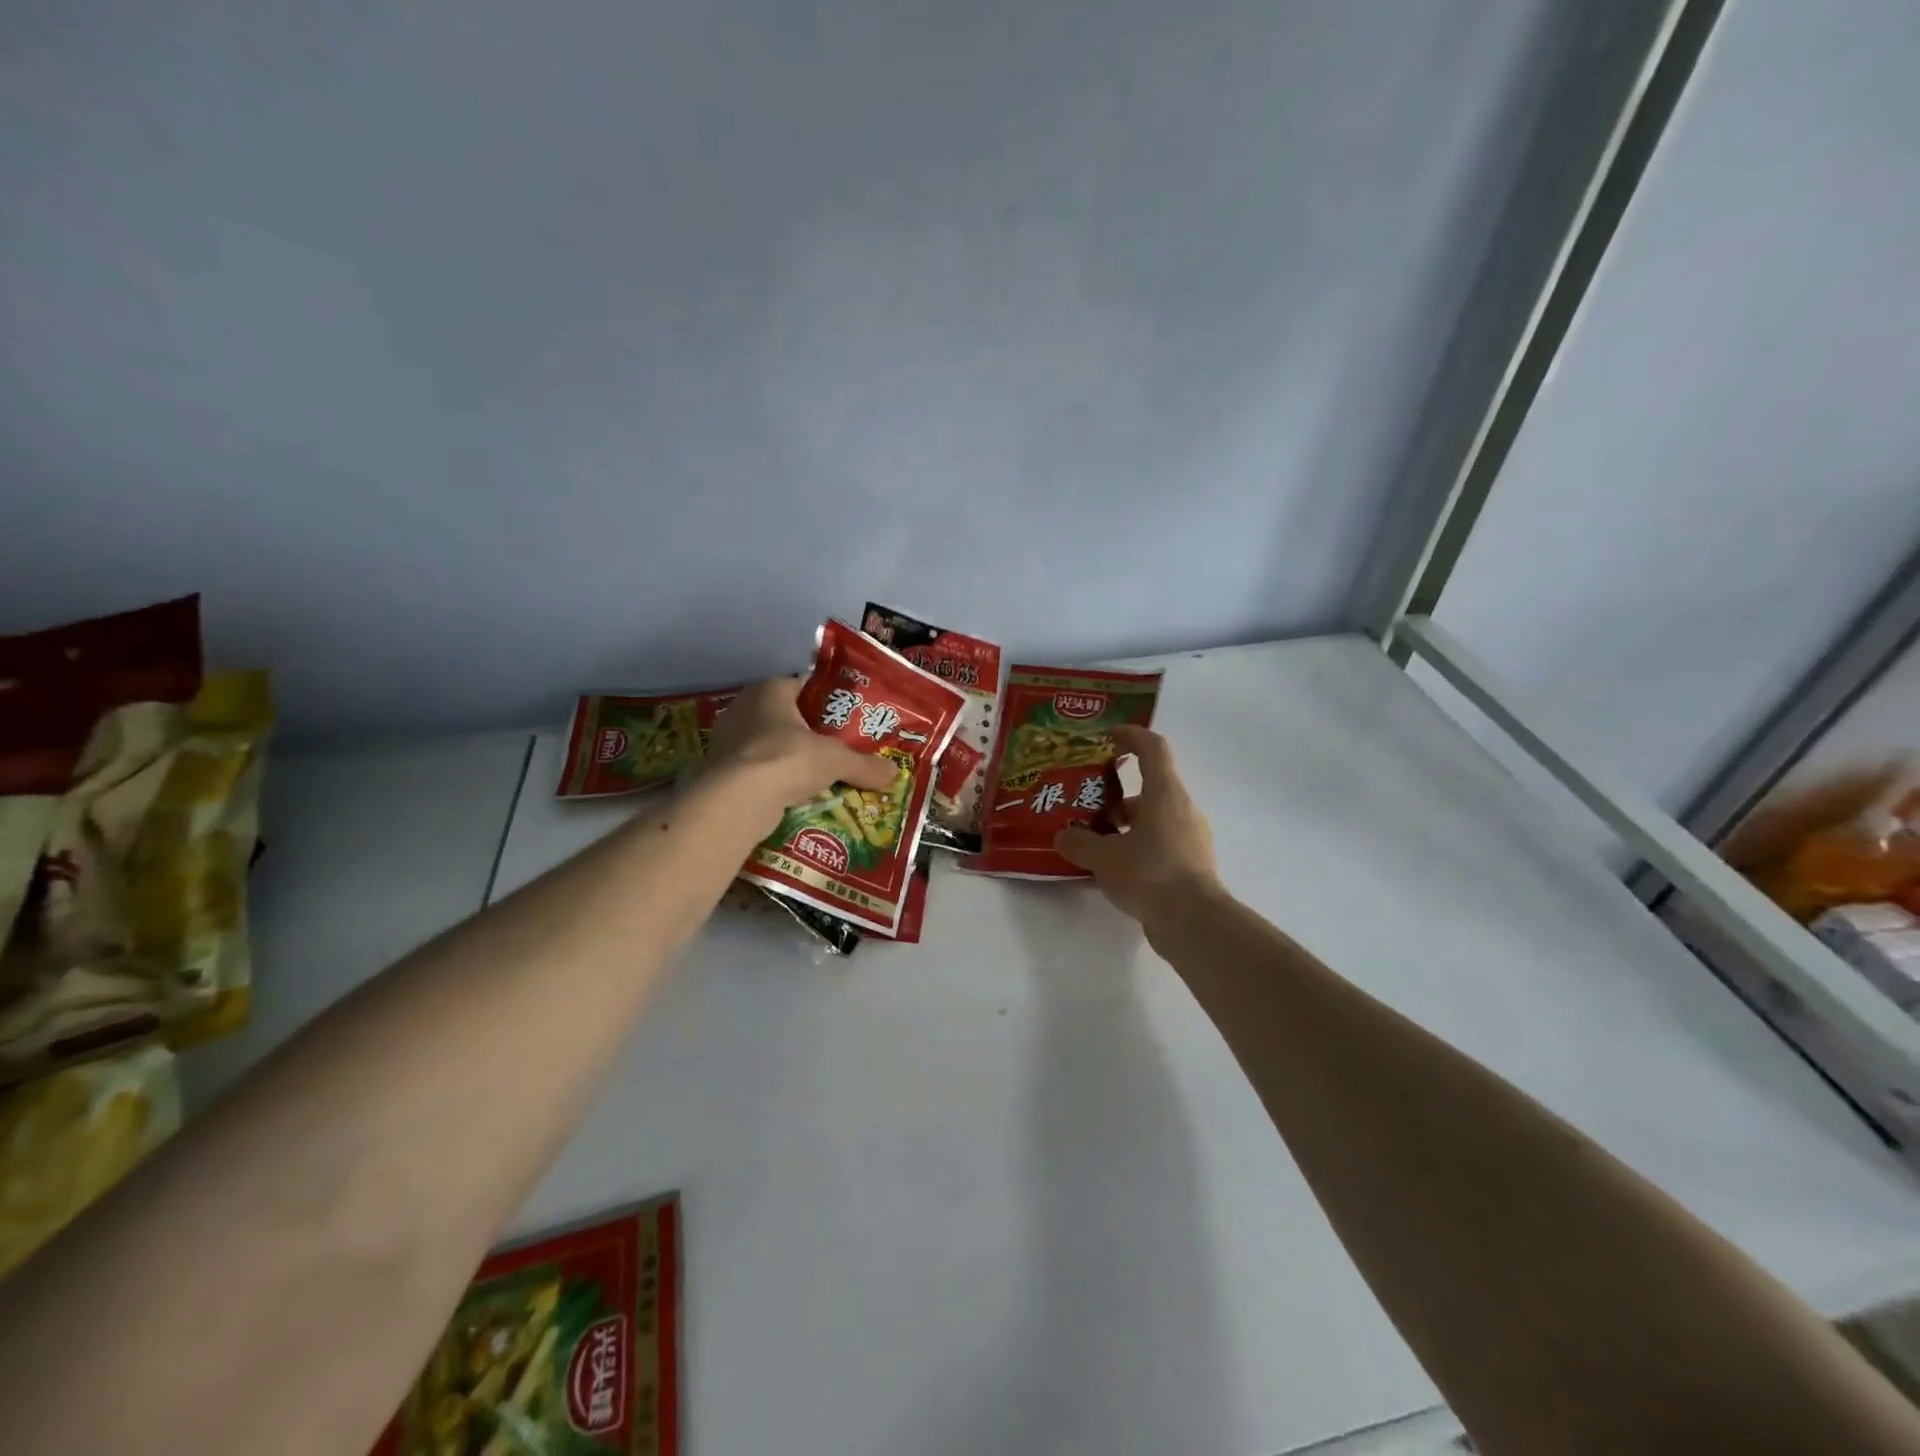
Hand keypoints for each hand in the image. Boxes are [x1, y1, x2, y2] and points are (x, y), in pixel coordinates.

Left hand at [704, 676, 896, 818]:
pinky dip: (771, 780)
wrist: (735, 800)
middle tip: (835, 748)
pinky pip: (754, 770)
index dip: (824, 700)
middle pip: (783, 716)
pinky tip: (791, 795)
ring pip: (767, 744)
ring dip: (788, 758)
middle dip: (807, 733)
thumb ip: (864, 765)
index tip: (844, 717)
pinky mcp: (719, 770)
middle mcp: (742, 707)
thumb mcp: (836, 761)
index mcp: (769, 689)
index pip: (801, 685)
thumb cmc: (787, 759)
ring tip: (816, 775)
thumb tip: (895, 773)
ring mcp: (726, 740)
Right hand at [1054, 725, 1223, 929]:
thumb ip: (1079, 843)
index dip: (1131, 736)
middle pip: (1149, 788)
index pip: (1153, 748)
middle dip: (1116, 795)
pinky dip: (1137, 848)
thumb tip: (1063, 835)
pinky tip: (1113, 869)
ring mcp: (1190, 838)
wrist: (1195, 923)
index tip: (1107, 738)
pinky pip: (1160, 844)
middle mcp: (1182, 809)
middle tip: (1086, 806)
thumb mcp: (1104, 858)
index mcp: (1164, 794)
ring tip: (1094, 842)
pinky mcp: (1191, 864)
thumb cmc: (1150, 874)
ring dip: (1125, 826)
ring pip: (1153, 819)